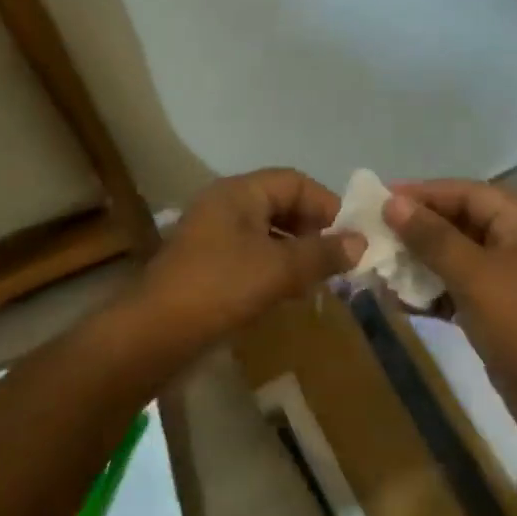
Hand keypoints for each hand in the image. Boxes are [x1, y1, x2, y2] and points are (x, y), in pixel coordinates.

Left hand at [123, 168, 363, 364]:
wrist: (155, 333)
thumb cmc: (221, 288)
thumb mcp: (279, 269)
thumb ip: (323, 253)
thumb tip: (361, 242)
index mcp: (239, 192)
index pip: (295, 182)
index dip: (327, 205)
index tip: (351, 237)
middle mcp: (225, 205)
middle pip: (282, 204)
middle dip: (313, 230)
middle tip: (338, 261)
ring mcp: (213, 235)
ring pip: (268, 232)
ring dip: (297, 252)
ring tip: (319, 280)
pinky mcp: (208, 264)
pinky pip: (252, 254)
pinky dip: (275, 268)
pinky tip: (289, 294)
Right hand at [385, 180, 516, 423]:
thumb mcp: (474, 275)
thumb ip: (432, 237)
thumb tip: (393, 202)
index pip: (466, 193)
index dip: (422, 193)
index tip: (379, 198)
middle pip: (460, 223)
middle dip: (416, 229)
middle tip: (372, 233)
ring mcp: (510, 280)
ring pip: (456, 258)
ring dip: (419, 262)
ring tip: (377, 265)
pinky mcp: (500, 312)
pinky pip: (459, 289)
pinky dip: (431, 292)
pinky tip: (397, 300)